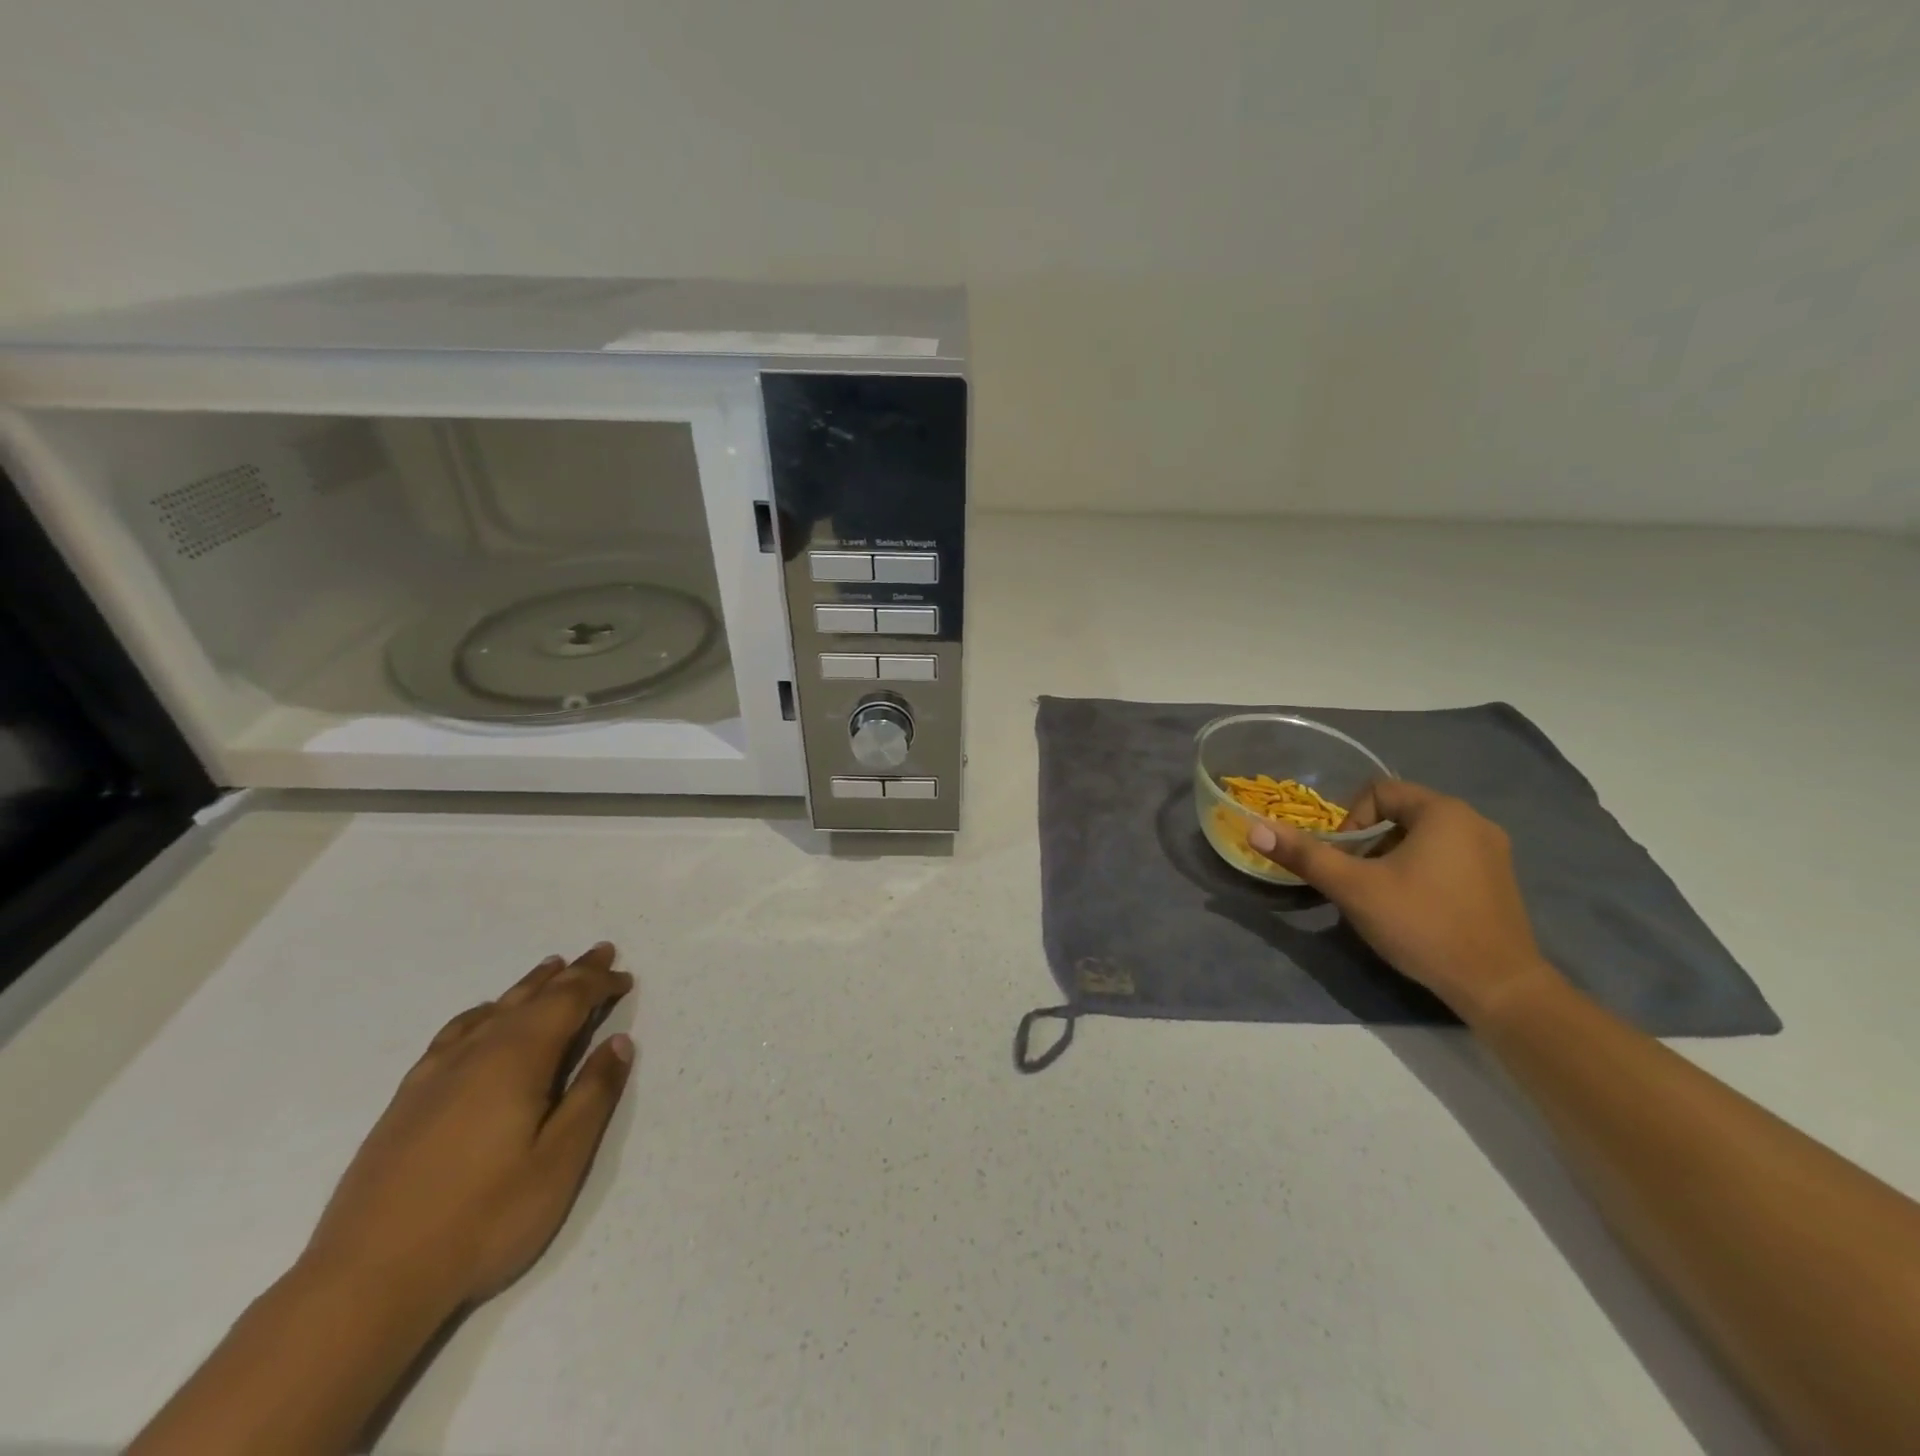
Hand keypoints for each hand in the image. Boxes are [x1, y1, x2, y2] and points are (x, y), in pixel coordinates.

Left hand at [300, 943, 635, 1317]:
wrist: (364, 1282)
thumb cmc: (482, 1220)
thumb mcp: (559, 1161)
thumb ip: (592, 1095)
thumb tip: (617, 1041)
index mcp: (517, 1060)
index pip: (567, 1001)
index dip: (599, 984)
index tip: (625, 977)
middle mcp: (476, 1052)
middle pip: (531, 997)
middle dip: (570, 973)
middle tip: (599, 953)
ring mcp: (434, 1075)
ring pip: (492, 1010)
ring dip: (527, 987)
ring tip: (550, 969)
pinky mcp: (406, 1101)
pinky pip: (454, 1033)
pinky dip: (482, 1013)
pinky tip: (483, 1020)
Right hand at [1247, 781, 1556, 1022]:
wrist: (1499, 987)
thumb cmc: (1422, 924)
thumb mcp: (1353, 888)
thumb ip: (1305, 855)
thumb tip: (1254, 828)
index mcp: (1443, 811)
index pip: (1378, 792)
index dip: (1349, 822)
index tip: (1344, 861)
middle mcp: (1474, 821)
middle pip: (1400, 814)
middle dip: (1368, 843)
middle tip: (1357, 880)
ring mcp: (1493, 852)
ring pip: (1422, 838)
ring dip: (1391, 858)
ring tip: (1381, 896)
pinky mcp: (1500, 881)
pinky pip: (1446, 858)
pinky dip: (1420, 872)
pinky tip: (1414, 908)